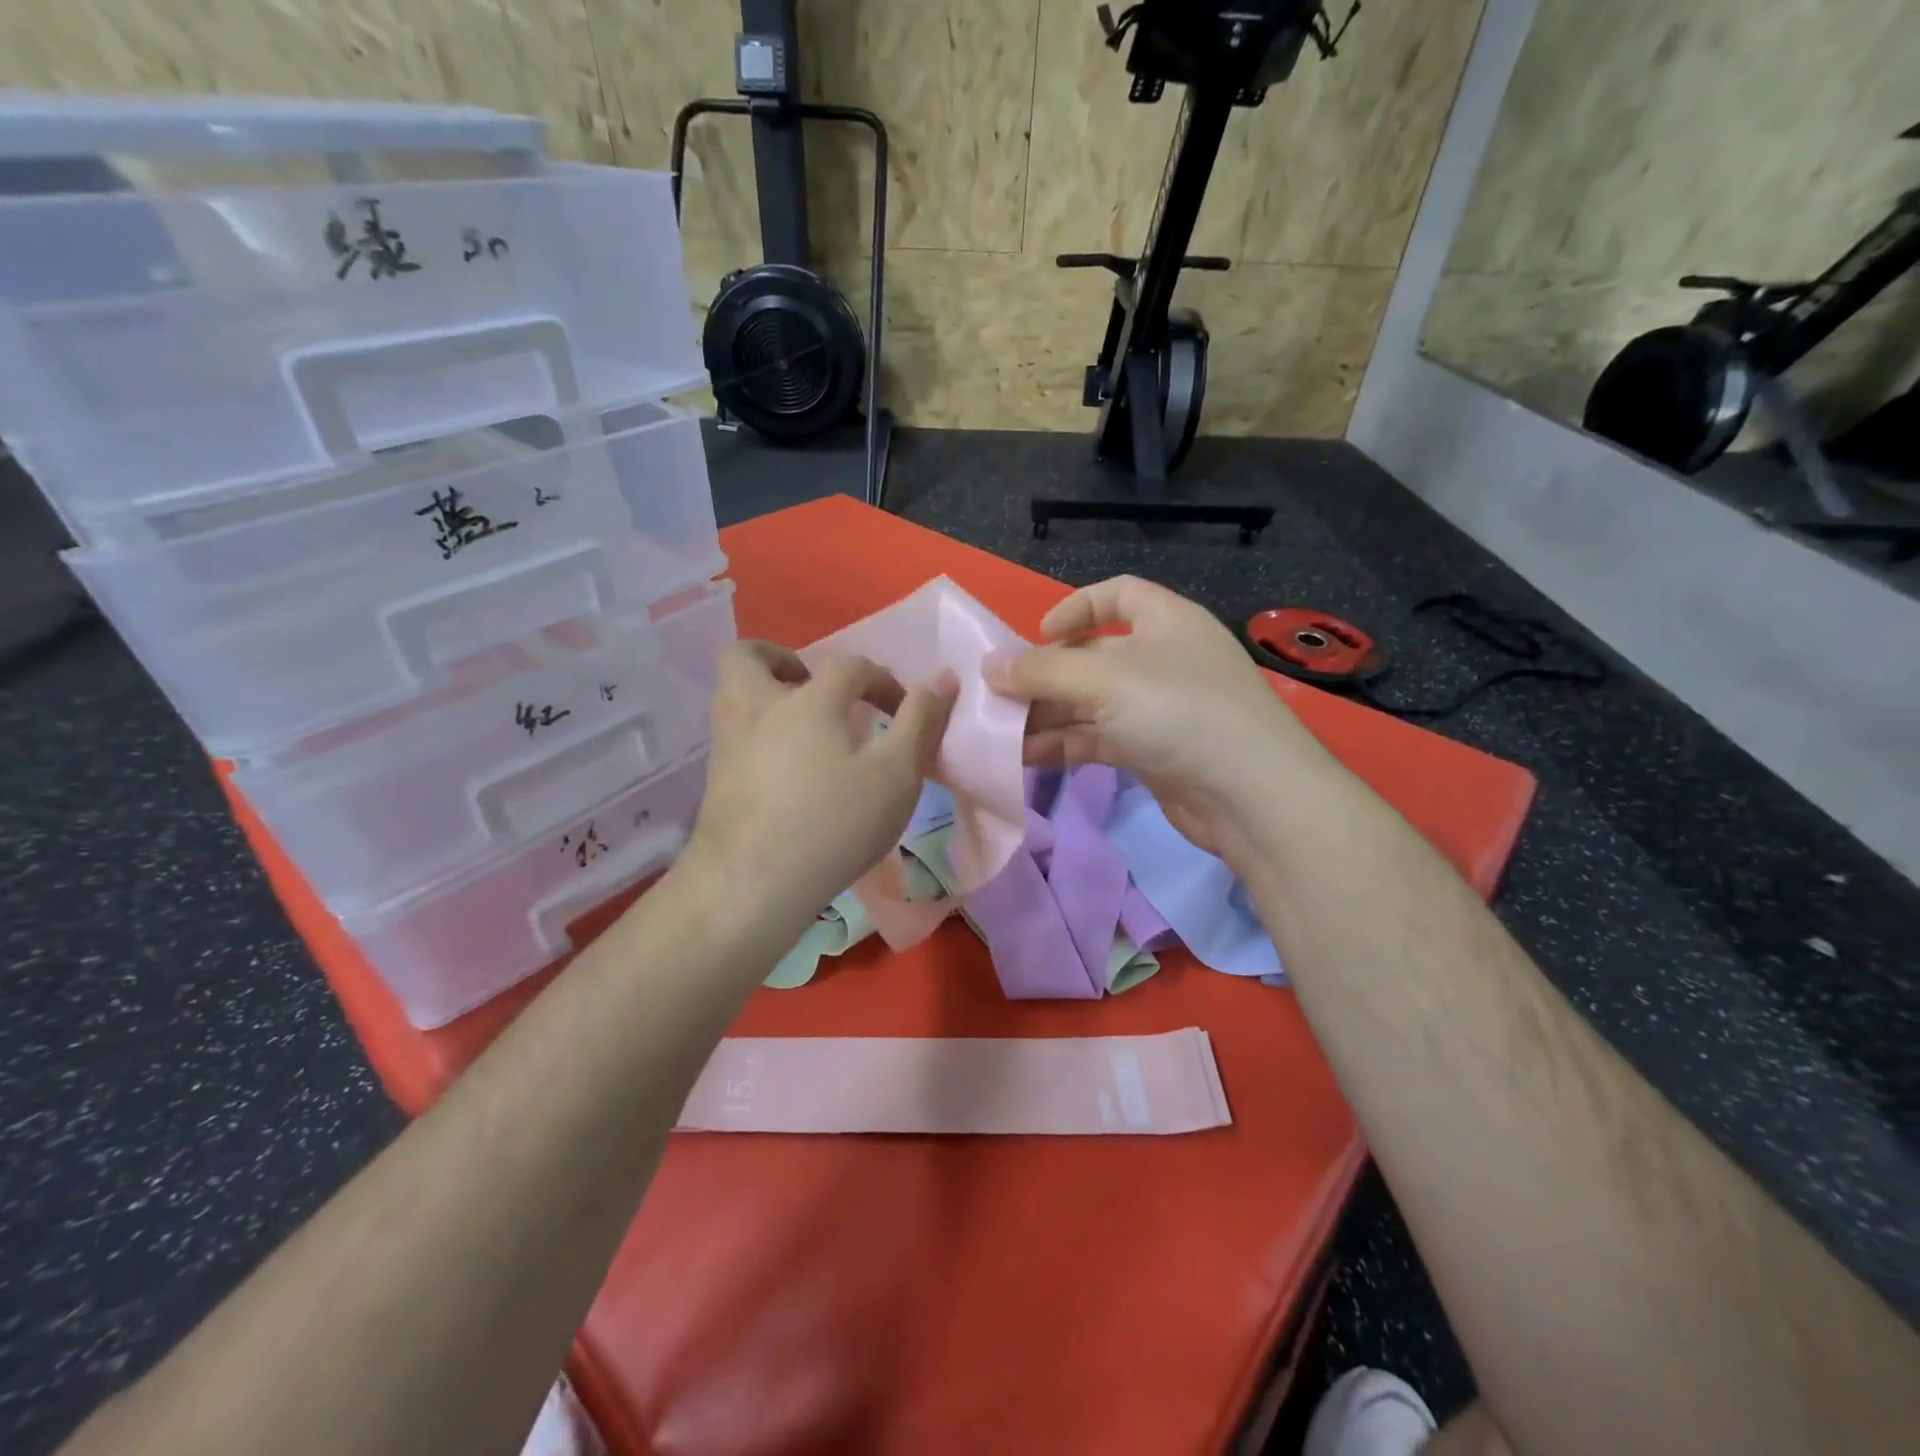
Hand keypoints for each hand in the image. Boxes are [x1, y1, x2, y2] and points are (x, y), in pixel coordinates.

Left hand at [683, 640, 956, 934]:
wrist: (750, 886)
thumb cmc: (833, 825)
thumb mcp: (896, 776)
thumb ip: (919, 723)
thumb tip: (942, 678)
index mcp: (807, 700)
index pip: (850, 667)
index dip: (882, 680)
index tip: (902, 711)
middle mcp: (757, 708)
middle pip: (751, 656)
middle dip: (785, 660)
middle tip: (816, 690)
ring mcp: (727, 743)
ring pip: (731, 693)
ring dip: (765, 694)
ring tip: (803, 728)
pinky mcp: (714, 780)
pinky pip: (733, 734)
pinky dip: (757, 735)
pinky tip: (784, 771)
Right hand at [983, 576, 1326, 859]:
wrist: (1250, 796)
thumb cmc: (1178, 712)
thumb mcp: (1104, 680)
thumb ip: (1042, 672)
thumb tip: (988, 667)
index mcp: (1166, 621)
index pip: (1117, 595)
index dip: (1075, 608)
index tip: (1037, 636)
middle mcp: (1163, 659)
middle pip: (1093, 655)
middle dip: (1046, 674)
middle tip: (999, 695)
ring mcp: (1159, 708)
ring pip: (1091, 702)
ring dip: (1047, 715)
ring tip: (1000, 731)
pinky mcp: (1153, 752)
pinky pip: (1098, 738)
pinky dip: (1064, 744)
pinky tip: (1025, 757)